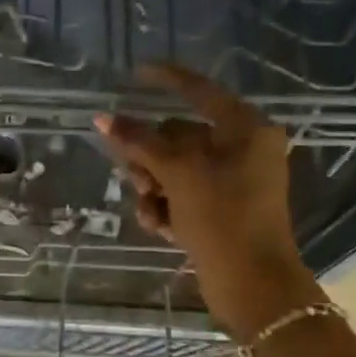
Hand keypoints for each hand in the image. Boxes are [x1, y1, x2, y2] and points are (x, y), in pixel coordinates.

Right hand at [95, 62, 318, 334]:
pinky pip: (180, 195)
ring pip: (173, 168)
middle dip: (150, 158)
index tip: (136, 71)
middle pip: (177, 136)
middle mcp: (241, 150)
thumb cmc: (223, 217)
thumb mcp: (177, 173)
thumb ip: (139, 142)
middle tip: (137, 178)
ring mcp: (231, 182)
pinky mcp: (220, 210)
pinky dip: (165, 207)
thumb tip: (103, 118)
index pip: (199, 91)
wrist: (252, 284)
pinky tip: (160, 227)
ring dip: (153, 187)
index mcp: (245, 129)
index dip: (167, 79)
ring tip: (150, 209)